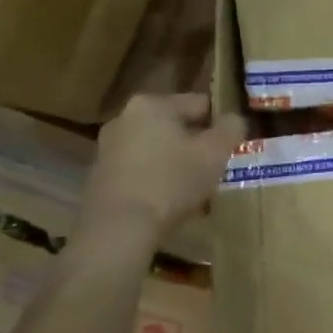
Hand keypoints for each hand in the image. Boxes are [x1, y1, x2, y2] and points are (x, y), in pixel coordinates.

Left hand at [76, 92, 246, 251]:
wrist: (118, 229)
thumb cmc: (171, 182)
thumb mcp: (215, 153)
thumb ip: (231, 128)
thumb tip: (234, 119)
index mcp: (152, 104)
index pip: (199, 103)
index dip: (220, 123)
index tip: (231, 145)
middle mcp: (124, 118)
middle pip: (174, 125)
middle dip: (195, 143)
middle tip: (213, 167)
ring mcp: (107, 148)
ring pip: (156, 148)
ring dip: (175, 161)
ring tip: (193, 187)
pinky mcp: (98, 176)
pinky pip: (139, 169)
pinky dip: (155, 178)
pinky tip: (168, 201)